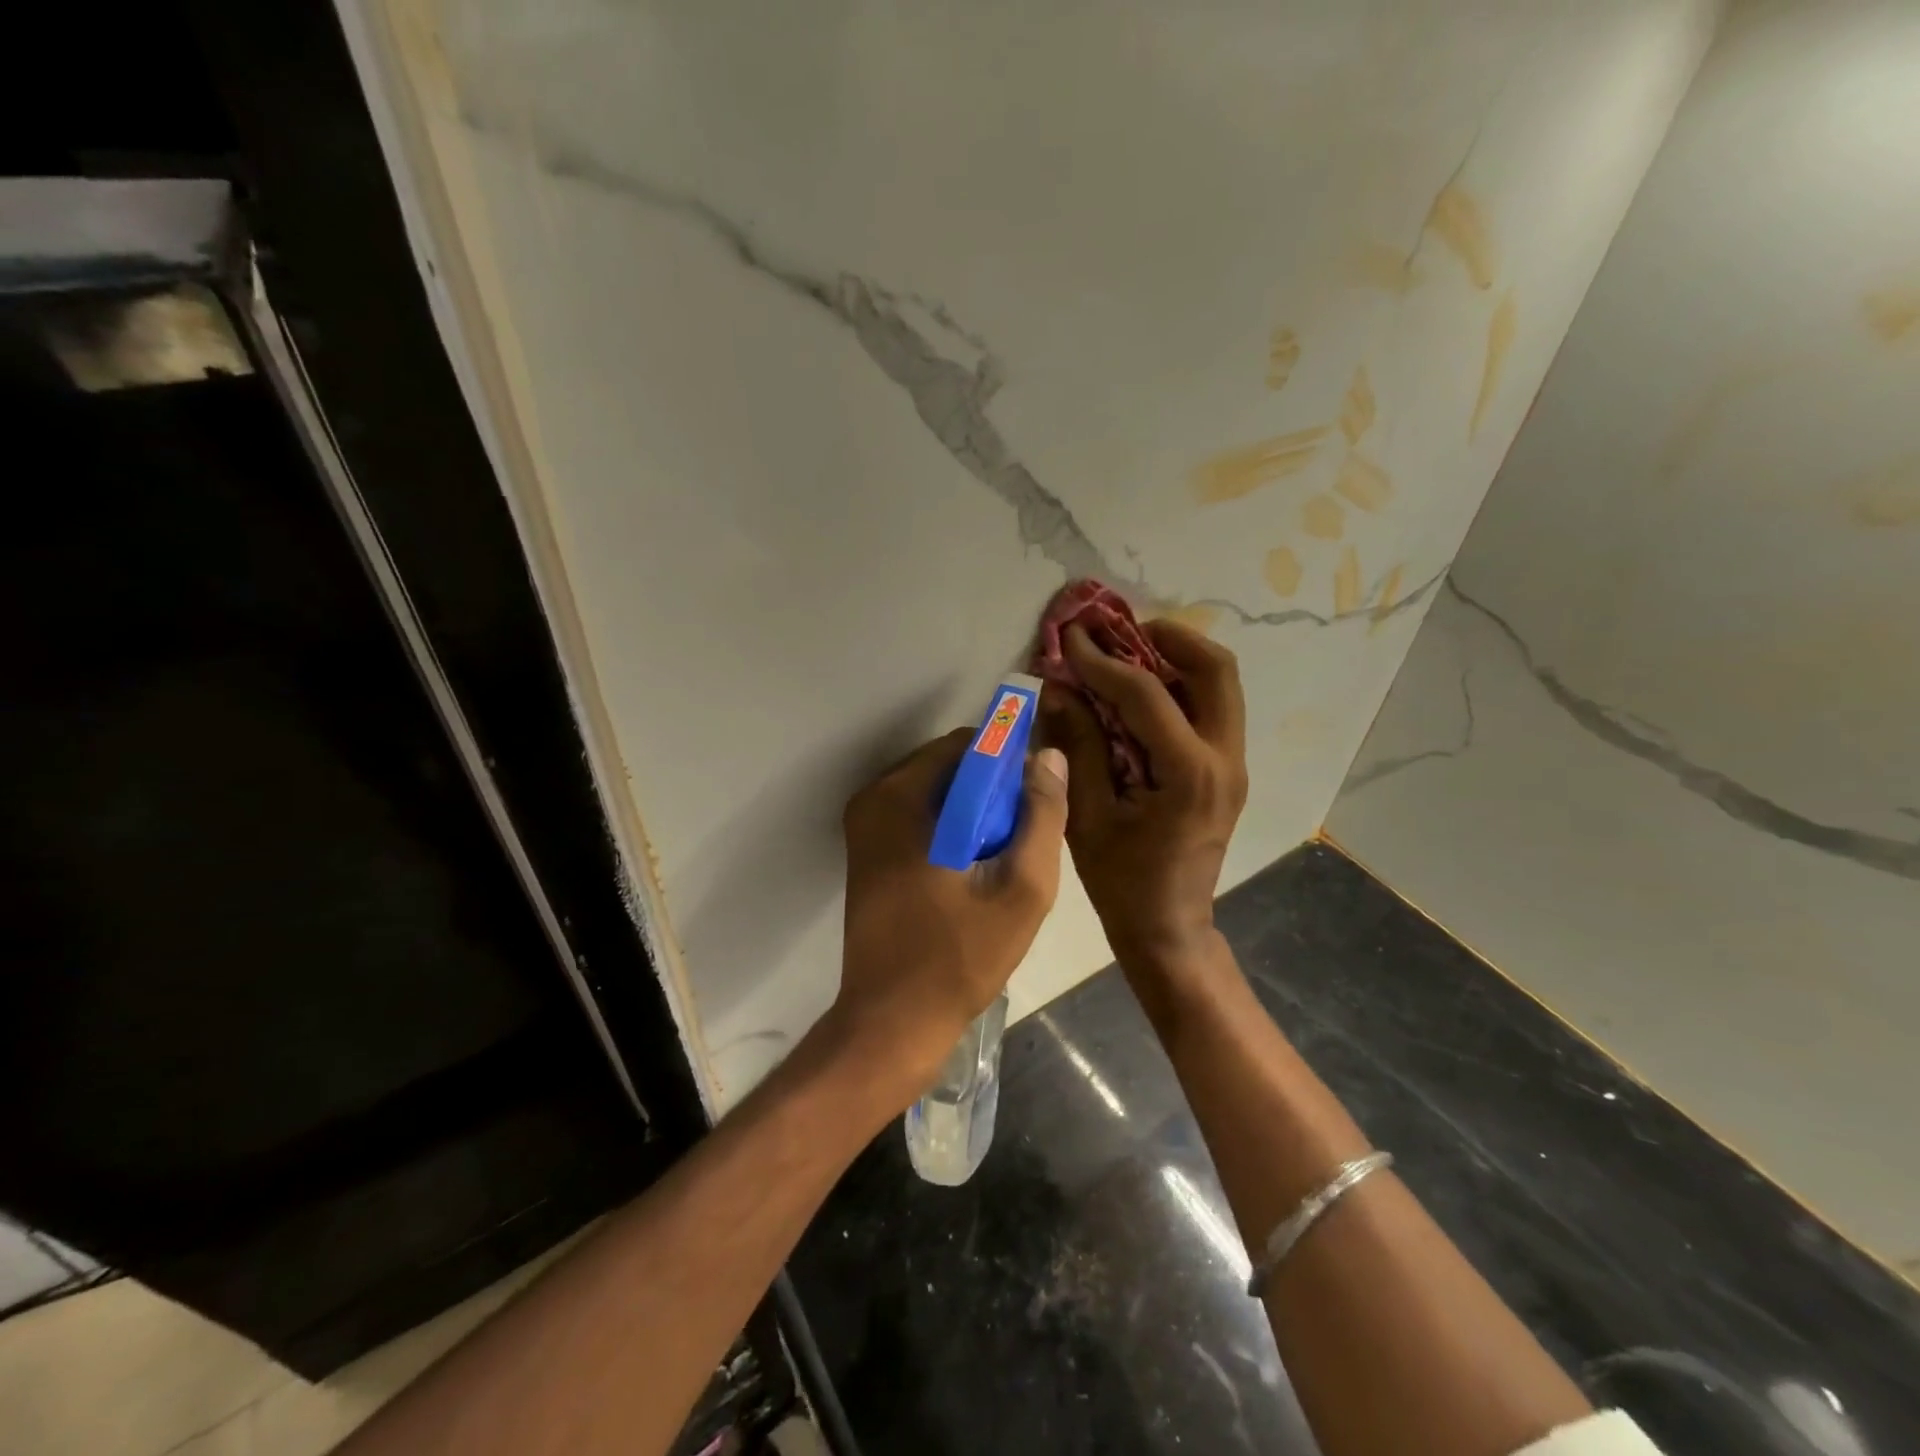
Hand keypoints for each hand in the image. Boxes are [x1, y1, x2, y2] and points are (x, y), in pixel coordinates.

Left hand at [831, 727, 1070, 1102]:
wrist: (893, 1023)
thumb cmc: (958, 957)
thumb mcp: (1021, 888)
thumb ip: (1042, 816)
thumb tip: (1048, 756)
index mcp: (899, 798)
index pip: (967, 745)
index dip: (1010, 764)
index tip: (1036, 801)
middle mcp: (873, 800)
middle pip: (949, 767)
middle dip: (992, 791)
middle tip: (1021, 838)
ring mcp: (864, 828)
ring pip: (937, 793)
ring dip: (974, 812)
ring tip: (1002, 860)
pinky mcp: (867, 854)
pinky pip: (920, 818)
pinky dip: (952, 829)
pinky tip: (974, 872)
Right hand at [1042, 620, 1247, 970]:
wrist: (1168, 927)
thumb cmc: (1122, 881)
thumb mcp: (1088, 815)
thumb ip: (1078, 745)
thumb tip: (1059, 687)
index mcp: (1189, 774)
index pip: (1146, 694)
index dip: (1102, 661)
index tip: (1070, 637)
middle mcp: (1225, 759)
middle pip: (1215, 668)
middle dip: (1165, 638)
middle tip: (1118, 633)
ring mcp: (1233, 763)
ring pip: (1220, 684)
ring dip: (1177, 658)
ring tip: (1127, 654)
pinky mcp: (1227, 769)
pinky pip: (1211, 708)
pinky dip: (1180, 686)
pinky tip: (1139, 693)